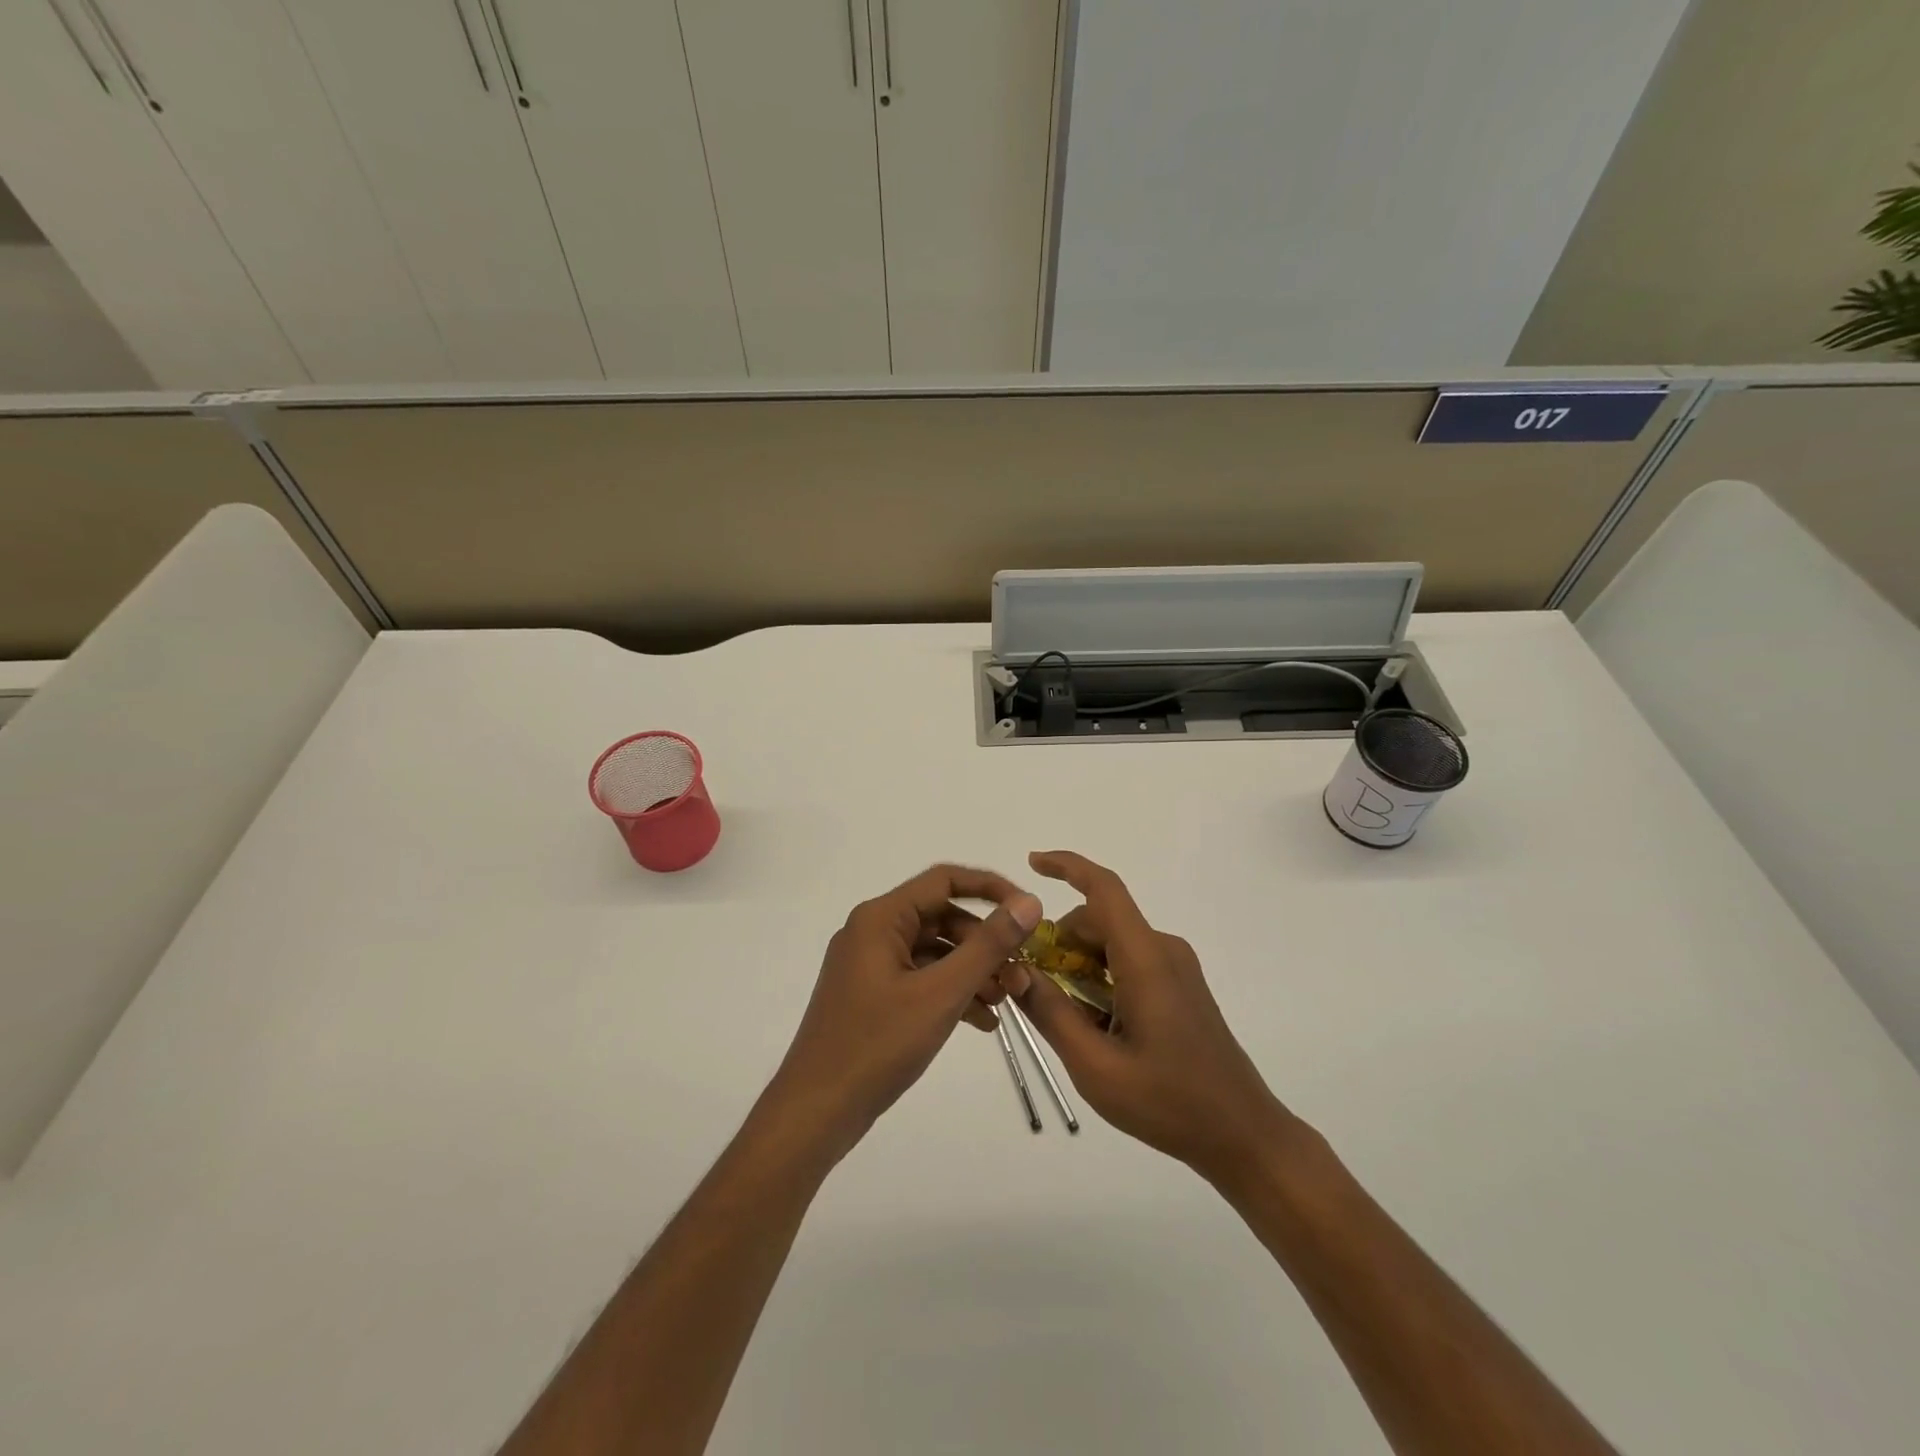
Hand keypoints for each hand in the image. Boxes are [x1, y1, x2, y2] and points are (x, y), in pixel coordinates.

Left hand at [766, 865, 1042, 1157]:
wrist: (815, 1112)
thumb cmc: (877, 1045)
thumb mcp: (941, 993)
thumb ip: (988, 945)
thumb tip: (1030, 902)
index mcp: (881, 918)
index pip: (944, 880)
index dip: (991, 889)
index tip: (1029, 912)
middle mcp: (873, 931)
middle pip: (942, 918)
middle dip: (985, 944)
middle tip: (1020, 977)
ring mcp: (870, 965)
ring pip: (935, 952)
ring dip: (973, 972)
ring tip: (1006, 1003)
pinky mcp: (873, 995)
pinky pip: (921, 979)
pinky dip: (952, 993)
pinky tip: (984, 1023)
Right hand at [1015, 850, 1291, 1183]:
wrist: (1243, 1135)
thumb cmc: (1169, 1102)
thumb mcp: (1095, 1066)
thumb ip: (1051, 1013)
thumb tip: (1015, 969)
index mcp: (1145, 959)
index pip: (1104, 889)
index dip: (1067, 867)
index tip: (1032, 863)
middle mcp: (1163, 950)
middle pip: (1098, 921)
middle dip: (1059, 944)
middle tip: (1031, 988)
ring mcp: (1176, 967)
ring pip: (1111, 943)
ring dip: (1079, 967)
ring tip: (1066, 1020)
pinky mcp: (1180, 985)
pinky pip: (1128, 962)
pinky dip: (1101, 979)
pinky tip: (1096, 1026)